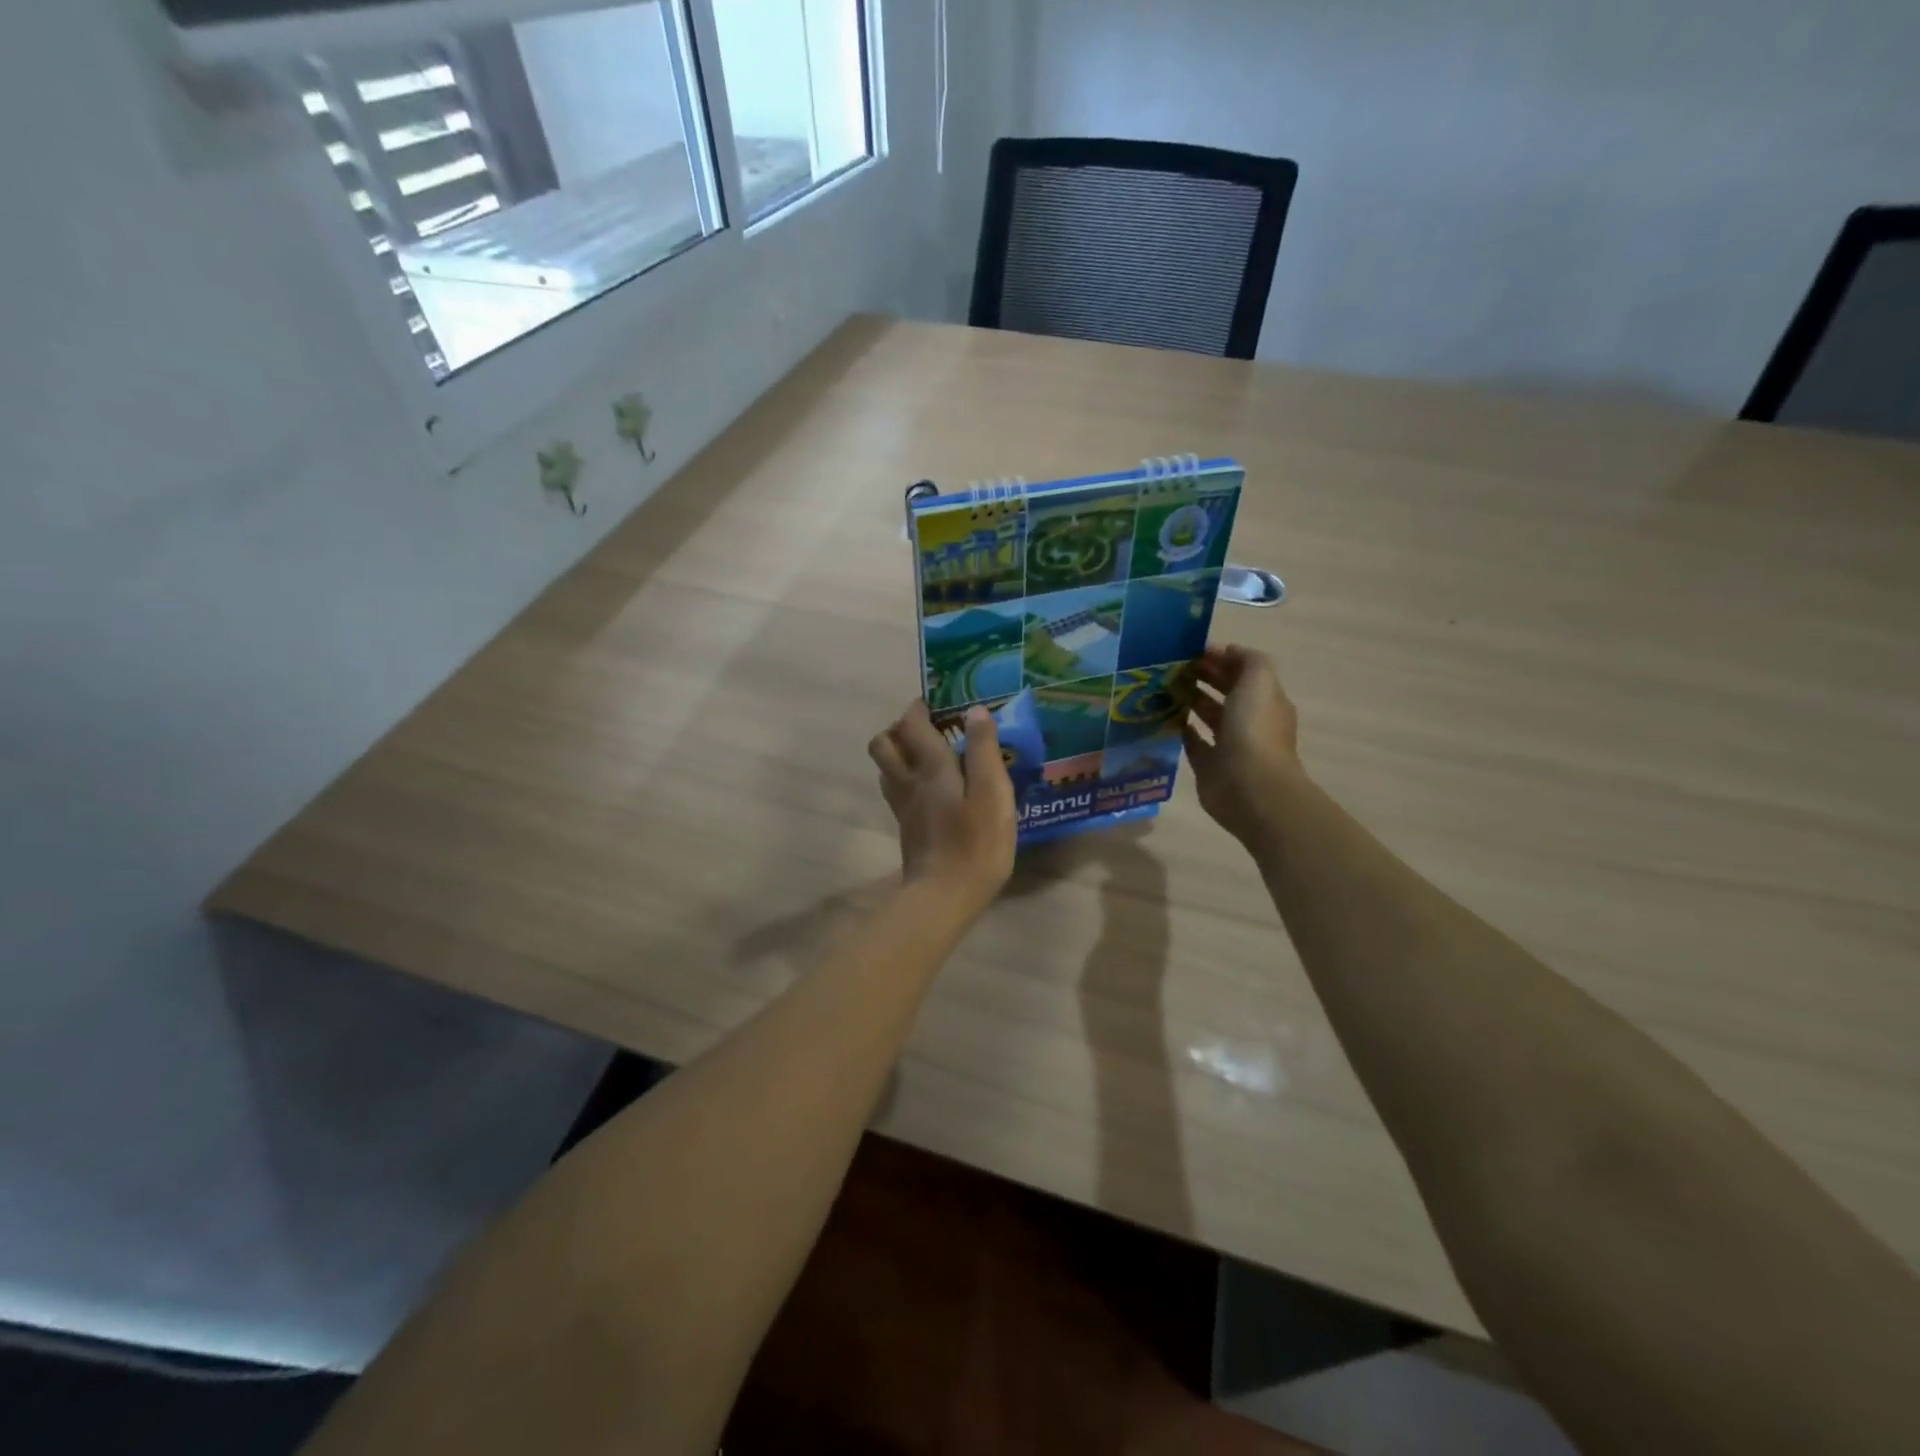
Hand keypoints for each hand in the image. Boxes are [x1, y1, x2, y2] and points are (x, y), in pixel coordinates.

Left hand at [868, 700, 1016, 915]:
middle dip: (900, 728)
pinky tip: (931, 790)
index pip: (911, 724)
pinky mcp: (906, 828)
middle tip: (929, 729)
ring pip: (886, 768)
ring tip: (929, 755)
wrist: (944, 895)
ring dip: (900, 753)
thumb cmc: (976, 843)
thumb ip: (984, 750)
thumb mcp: (992, 793)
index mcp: (930, 767)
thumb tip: (976, 710)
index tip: (937, 703)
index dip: (919, 708)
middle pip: (883, 743)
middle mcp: (908, 781)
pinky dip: (907, 780)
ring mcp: (903, 807)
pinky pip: (896, 791)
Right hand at [1183, 645, 1302, 844]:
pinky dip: (1181, 729)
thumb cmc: (1254, 730)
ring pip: (1208, 716)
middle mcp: (1249, 721)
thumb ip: (1248, 660)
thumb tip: (1227, 651)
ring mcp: (1229, 745)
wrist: (1249, 787)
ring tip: (1161, 687)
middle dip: (1202, 677)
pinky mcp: (1209, 766)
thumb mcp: (1259, 682)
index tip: (1190, 650)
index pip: (1242, 672)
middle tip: (1170, 666)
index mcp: (1265, 700)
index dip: (1220, 658)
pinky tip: (1163, 717)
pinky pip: (1193, 742)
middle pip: (1225, 692)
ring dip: (1189, 700)